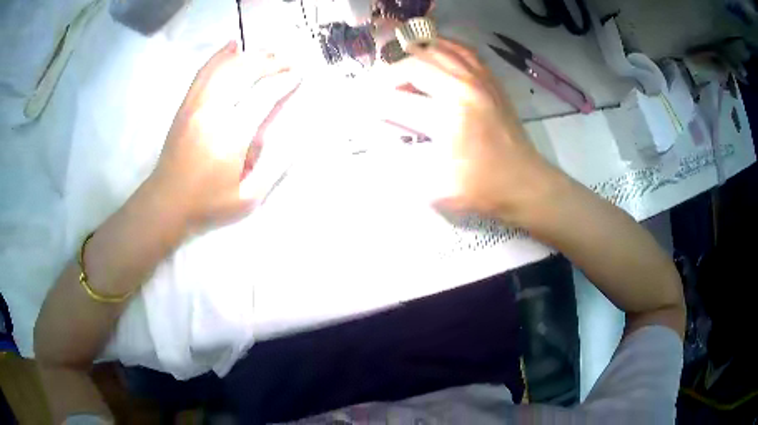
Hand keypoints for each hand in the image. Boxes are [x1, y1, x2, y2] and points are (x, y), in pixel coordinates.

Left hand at [151, 41, 296, 229]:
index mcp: (230, 137)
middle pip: (244, 72)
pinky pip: (204, 71)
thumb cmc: (208, 204)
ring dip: (250, 56)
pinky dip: (220, 55)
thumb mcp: (248, 198)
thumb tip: (297, 138)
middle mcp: (212, 113)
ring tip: (268, 54)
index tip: (299, 75)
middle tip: (288, 62)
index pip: (263, 96)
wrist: (165, 203)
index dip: (284, 81)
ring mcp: (195, 105)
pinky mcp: (185, 105)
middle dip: (270, 62)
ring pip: (225, 67)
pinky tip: (232, 46)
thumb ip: (275, 168)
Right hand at [368, 39, 559, 221]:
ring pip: (436, 50)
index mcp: (448, 118)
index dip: (372, 105)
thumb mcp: (435, 190)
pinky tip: (430, 54)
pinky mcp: (490, 80)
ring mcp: (480, 80)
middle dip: (388, 77)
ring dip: (411, 58)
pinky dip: (441, 47)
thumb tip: (375, 145)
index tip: (359, 110)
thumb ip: (399, 167)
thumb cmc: (482, 189)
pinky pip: (462, 50)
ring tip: (400, 73)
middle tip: (380, 92)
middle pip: (413, 65)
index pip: (396, 102)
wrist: (525, 183)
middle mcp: (463, 89)